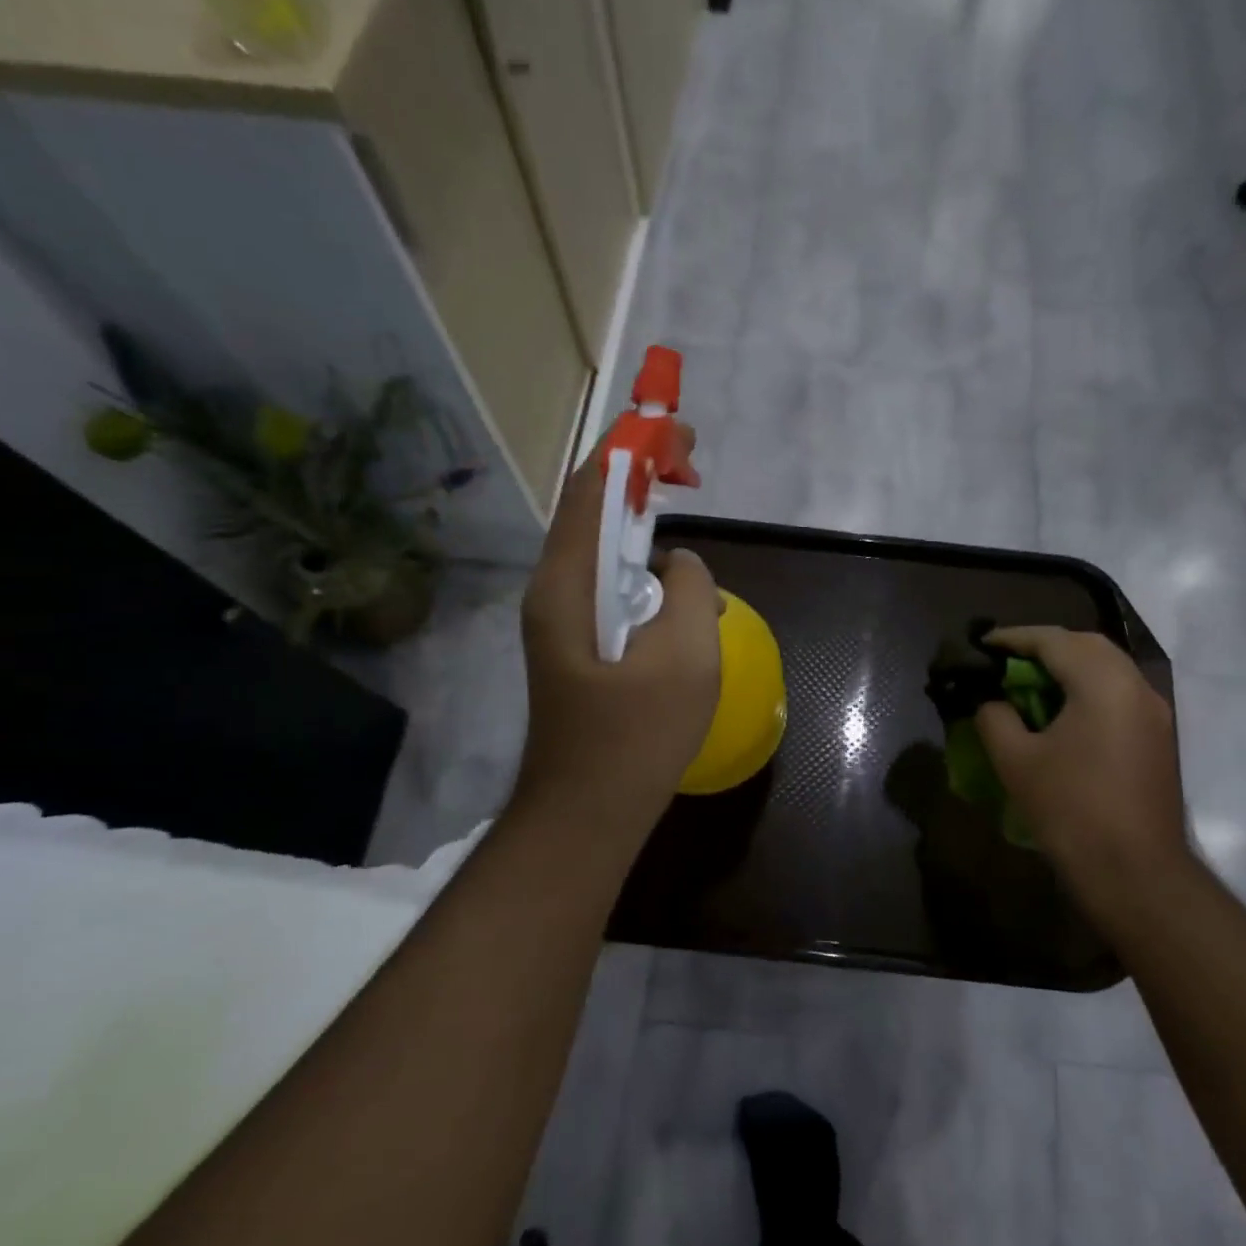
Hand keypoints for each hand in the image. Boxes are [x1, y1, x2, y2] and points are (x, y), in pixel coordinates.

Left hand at [512, 432, 721, 852]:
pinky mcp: (579, 644)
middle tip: (691, 468)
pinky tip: (682, 594)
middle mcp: (554, 590)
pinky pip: (612, 585)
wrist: (587, 812)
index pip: (592, 487)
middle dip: (640, 476)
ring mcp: (562, 619)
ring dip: (644, 522)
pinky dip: (645, 567)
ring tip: (687, 518)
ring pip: (604, 547)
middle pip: (593, 509)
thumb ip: (686, 587)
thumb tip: (677, 563)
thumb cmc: (635, 737)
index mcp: (566, 583)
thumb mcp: (684, 654)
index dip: (632, 447)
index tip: (678, 434)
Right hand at [974, 627, 1188, 903]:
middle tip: (1008, 658)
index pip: (1053, 640)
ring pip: (1108, 667)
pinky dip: (1088, 687)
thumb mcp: (1016, 761)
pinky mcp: (1158, 737)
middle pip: (1087, 645)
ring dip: (1069, 665)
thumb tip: (993, 703)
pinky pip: (1119, 692)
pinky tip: (1063, 711)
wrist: (1136, 874)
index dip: (1013, 638)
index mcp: (1103, 683)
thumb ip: (996, 718)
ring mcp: (1154, 712)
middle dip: (1045, 645)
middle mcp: (1136, 686)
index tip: (982, 643)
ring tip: (1031, 681)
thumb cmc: (1071, 811)